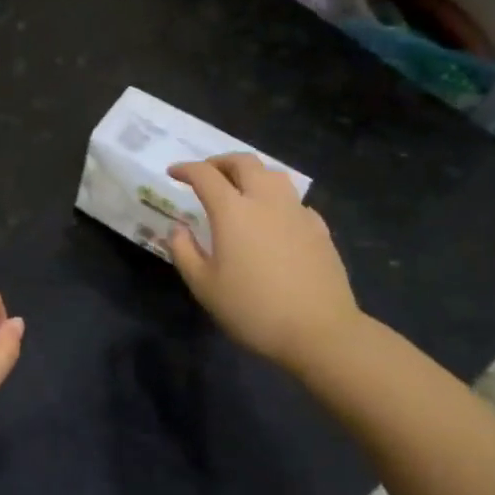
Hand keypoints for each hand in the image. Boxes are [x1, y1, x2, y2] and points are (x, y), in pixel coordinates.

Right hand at [167, 155, 364, 369]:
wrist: (320, 332)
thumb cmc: (253, 309)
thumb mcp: (204, 286)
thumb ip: (184, 251)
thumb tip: (178, 228)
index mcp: (232, 210)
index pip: (205, 175)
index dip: (186, 169)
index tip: (173, 172)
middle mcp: (265, 200)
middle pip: (243, 162)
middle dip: (220, 162)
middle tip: (207, 174)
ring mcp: (297, 212)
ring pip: (273, 174)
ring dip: (252, 172)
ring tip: (241, 187)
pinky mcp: (319, 228)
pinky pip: (294, 200)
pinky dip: (277, 198)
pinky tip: (274, 218)